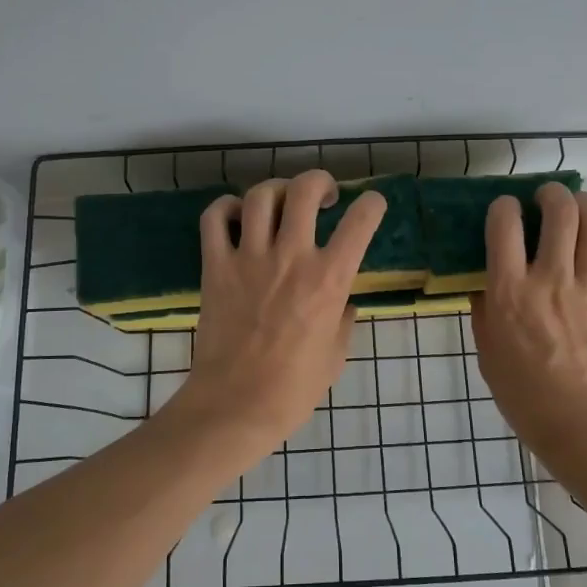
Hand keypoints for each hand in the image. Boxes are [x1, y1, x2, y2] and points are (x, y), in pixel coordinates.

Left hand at [171, 170, 385, 451]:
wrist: (236, 405)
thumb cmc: (293, 389)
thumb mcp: (336, 355)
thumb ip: (343, 320)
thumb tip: (342, 301)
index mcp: (330, 280)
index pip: (360, 221)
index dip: (371, 204)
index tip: (370, 205)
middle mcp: (292, 257)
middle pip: (304, 190)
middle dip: (319, 181)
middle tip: (323, 196)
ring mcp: (249, 258)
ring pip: (261, 195)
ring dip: (276, 190)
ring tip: (281, 203)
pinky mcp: (215, 266)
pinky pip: (215, 218)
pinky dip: (226, 207)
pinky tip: (237, 216)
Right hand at [471, 184, 586, 461]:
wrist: (584, 422)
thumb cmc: (525, 394)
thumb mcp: (487, 350)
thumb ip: (484, 309)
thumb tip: (485, 280)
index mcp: (510, 292)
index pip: (505, 224)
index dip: (503, 206)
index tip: (505, 209)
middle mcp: (551, 277)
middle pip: (558, 210)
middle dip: (550, 193)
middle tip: (545, 197)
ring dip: (584, 202)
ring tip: (576, 205)